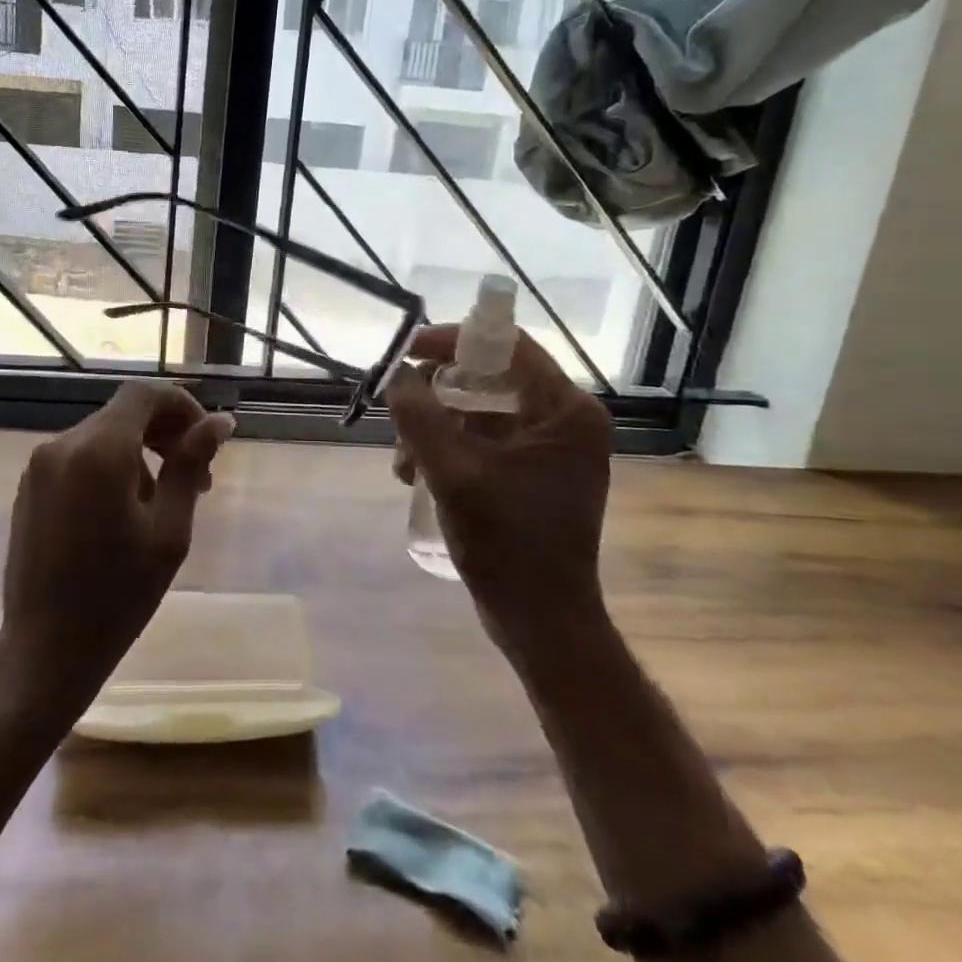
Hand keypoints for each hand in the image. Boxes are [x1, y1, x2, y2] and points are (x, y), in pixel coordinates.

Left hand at [0, 382, 234, 711]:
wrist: (44, 648)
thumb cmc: (118, 595)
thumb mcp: (168, 531)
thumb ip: (190, 466)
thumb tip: (220, 422)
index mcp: (99, 451)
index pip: (144, 395)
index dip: (181, 405)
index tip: (207, 439)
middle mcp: (63, 445)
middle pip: (123, 413)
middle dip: (165, 433)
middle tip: (199, 477)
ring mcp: (40, 465)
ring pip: (102, 435)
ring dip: (139, 452)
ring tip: (163, 502)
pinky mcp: (29, 487)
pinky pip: (78, 457)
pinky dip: (109, 466)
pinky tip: (124, 511)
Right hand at [386, 325, 612, 656]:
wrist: (540, 621)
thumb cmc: (507, 544)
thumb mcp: (453, 474)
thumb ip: (420, 417)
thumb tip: (395, 376)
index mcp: (565, 411)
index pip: (508, 346)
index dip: (453, 340)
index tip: (407, 350)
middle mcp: (564, 420)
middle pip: (488, 378)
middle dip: (436, 397)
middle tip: (399, 414)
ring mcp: (549, 447)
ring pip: (478, 411)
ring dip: (434, 428)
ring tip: (403, 463)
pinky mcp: (532, 471)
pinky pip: (482, 439)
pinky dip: (447, 449)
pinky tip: (416, 475)